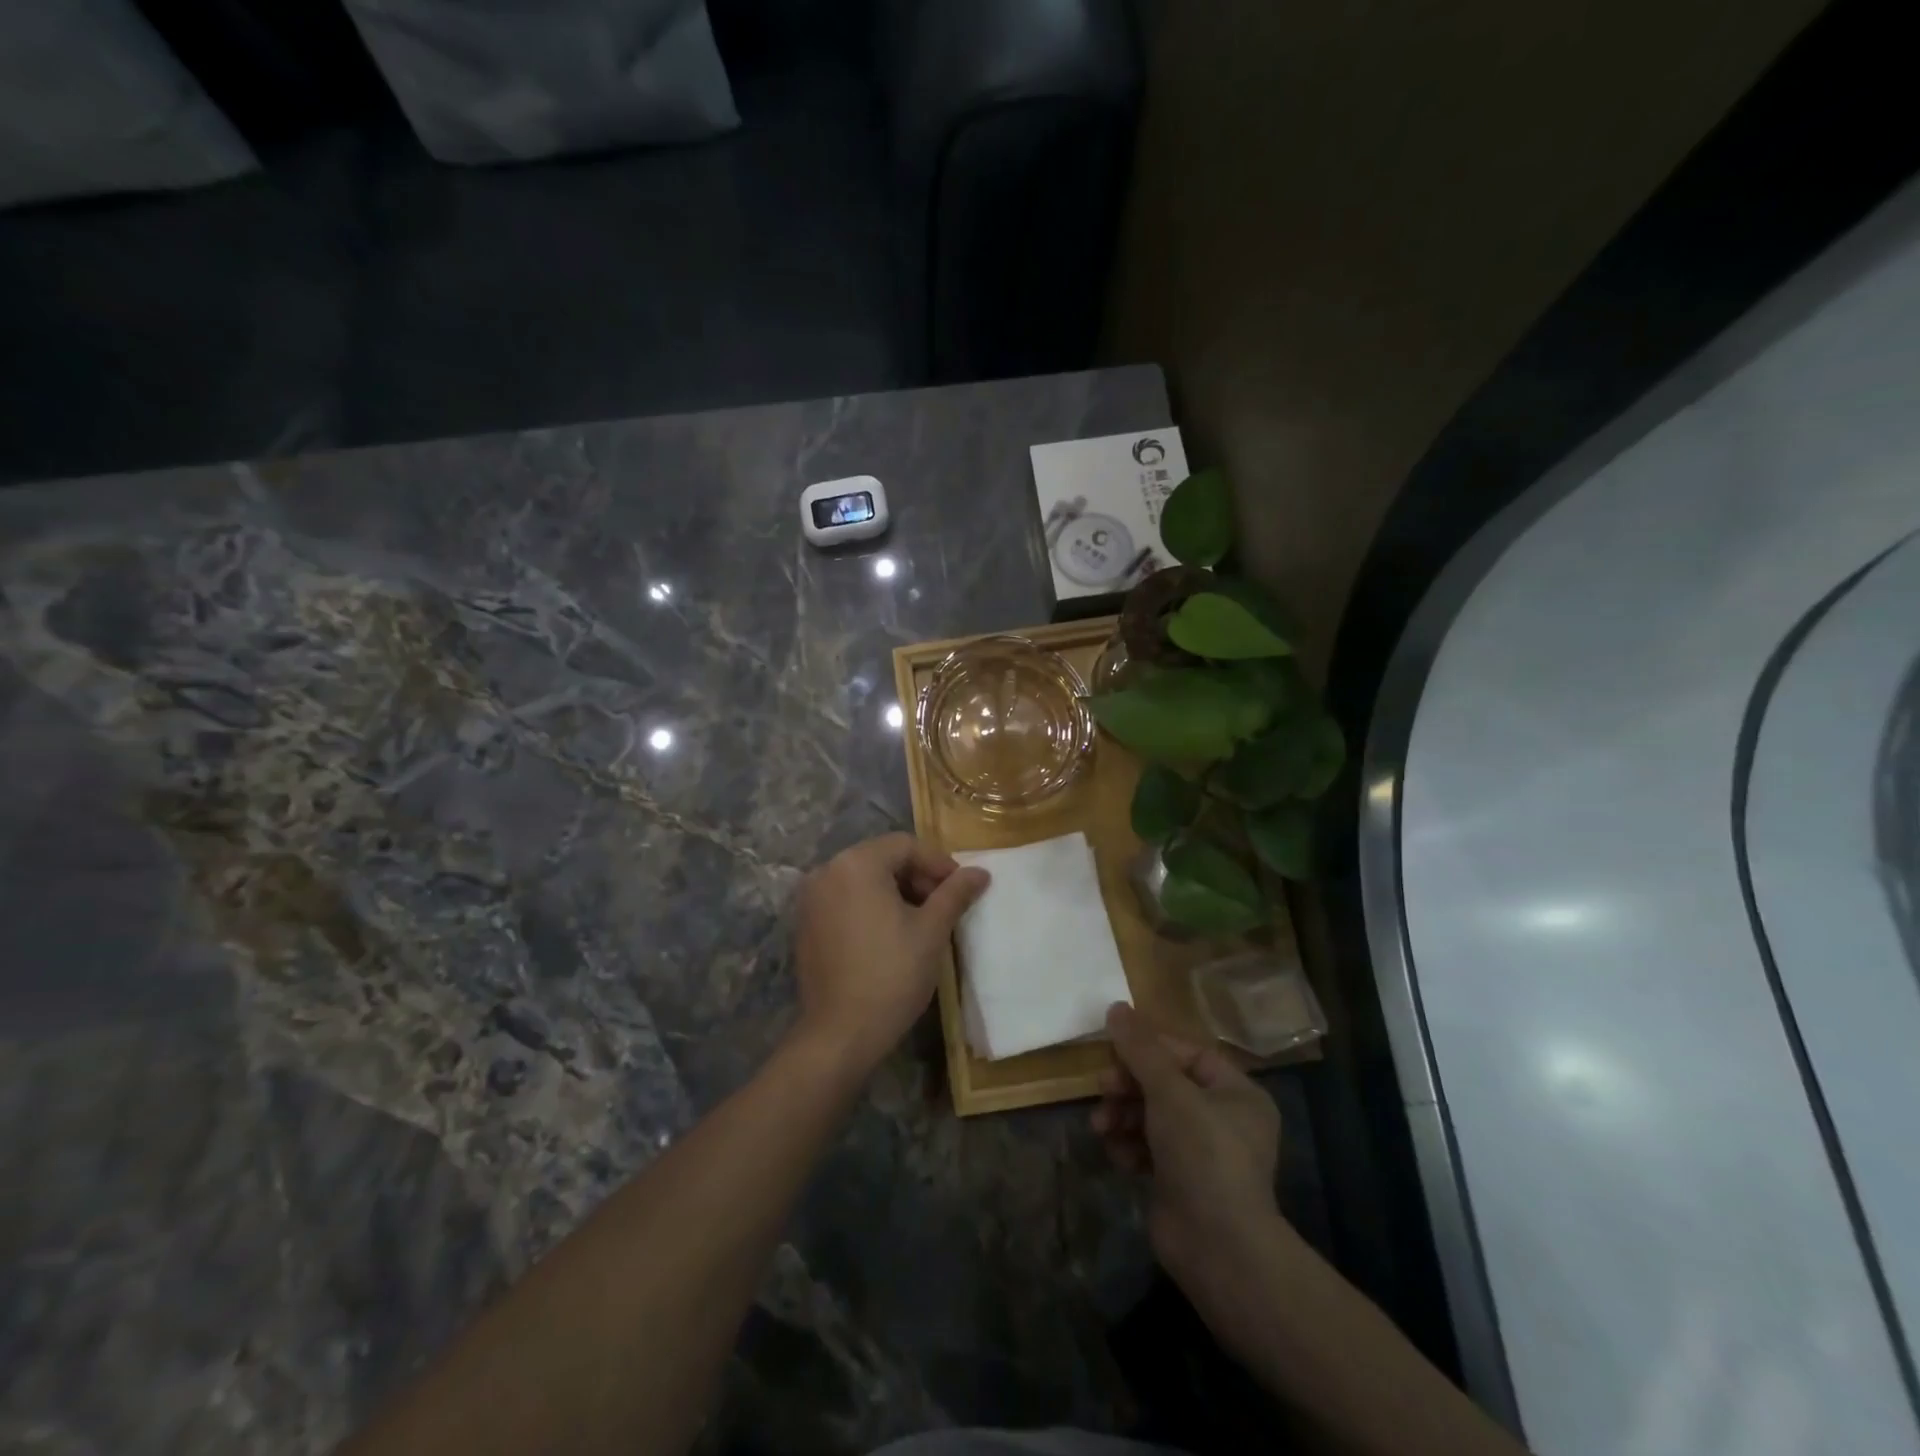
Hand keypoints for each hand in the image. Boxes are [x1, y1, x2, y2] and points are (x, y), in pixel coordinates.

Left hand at [791, 834, 989, 1075]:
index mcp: (856, 864)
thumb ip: (955, 893)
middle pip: (882, 858)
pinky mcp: (806, 924)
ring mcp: (811, 899)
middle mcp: (827, 871)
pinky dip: (871, 906)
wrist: (841, 1034)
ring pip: (864, 879)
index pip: (905, 845)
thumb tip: (981, 872)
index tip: (962, 889)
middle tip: (944, 906)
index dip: (938, 864)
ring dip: (896, 892)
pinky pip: (845, 899)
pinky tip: (891, 934)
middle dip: (917, 877)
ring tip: (922, 921)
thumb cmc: (892, 975)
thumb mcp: (931, 930)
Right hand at [1093, 1003, 1282, 1334]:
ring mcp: (1201, 1153)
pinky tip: (1117, 1156)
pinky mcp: (1180, 1181)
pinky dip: (1130, 1147)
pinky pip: (1148, 1148)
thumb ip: (1140, 1049)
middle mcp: (1223, 1119)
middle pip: (1164, 1084)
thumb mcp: (1170, 1092)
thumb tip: (1116, 1007)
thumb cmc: (1203, 1155)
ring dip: (1122, 1116)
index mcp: (1236, 1092)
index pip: (1186, 1053)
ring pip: (1151, 1116)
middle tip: (1101, 1089)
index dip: (1148, 1048)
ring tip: (1101, 1127)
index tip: (1113, 1049)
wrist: (1219, 1250)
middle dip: (1128, 1086)